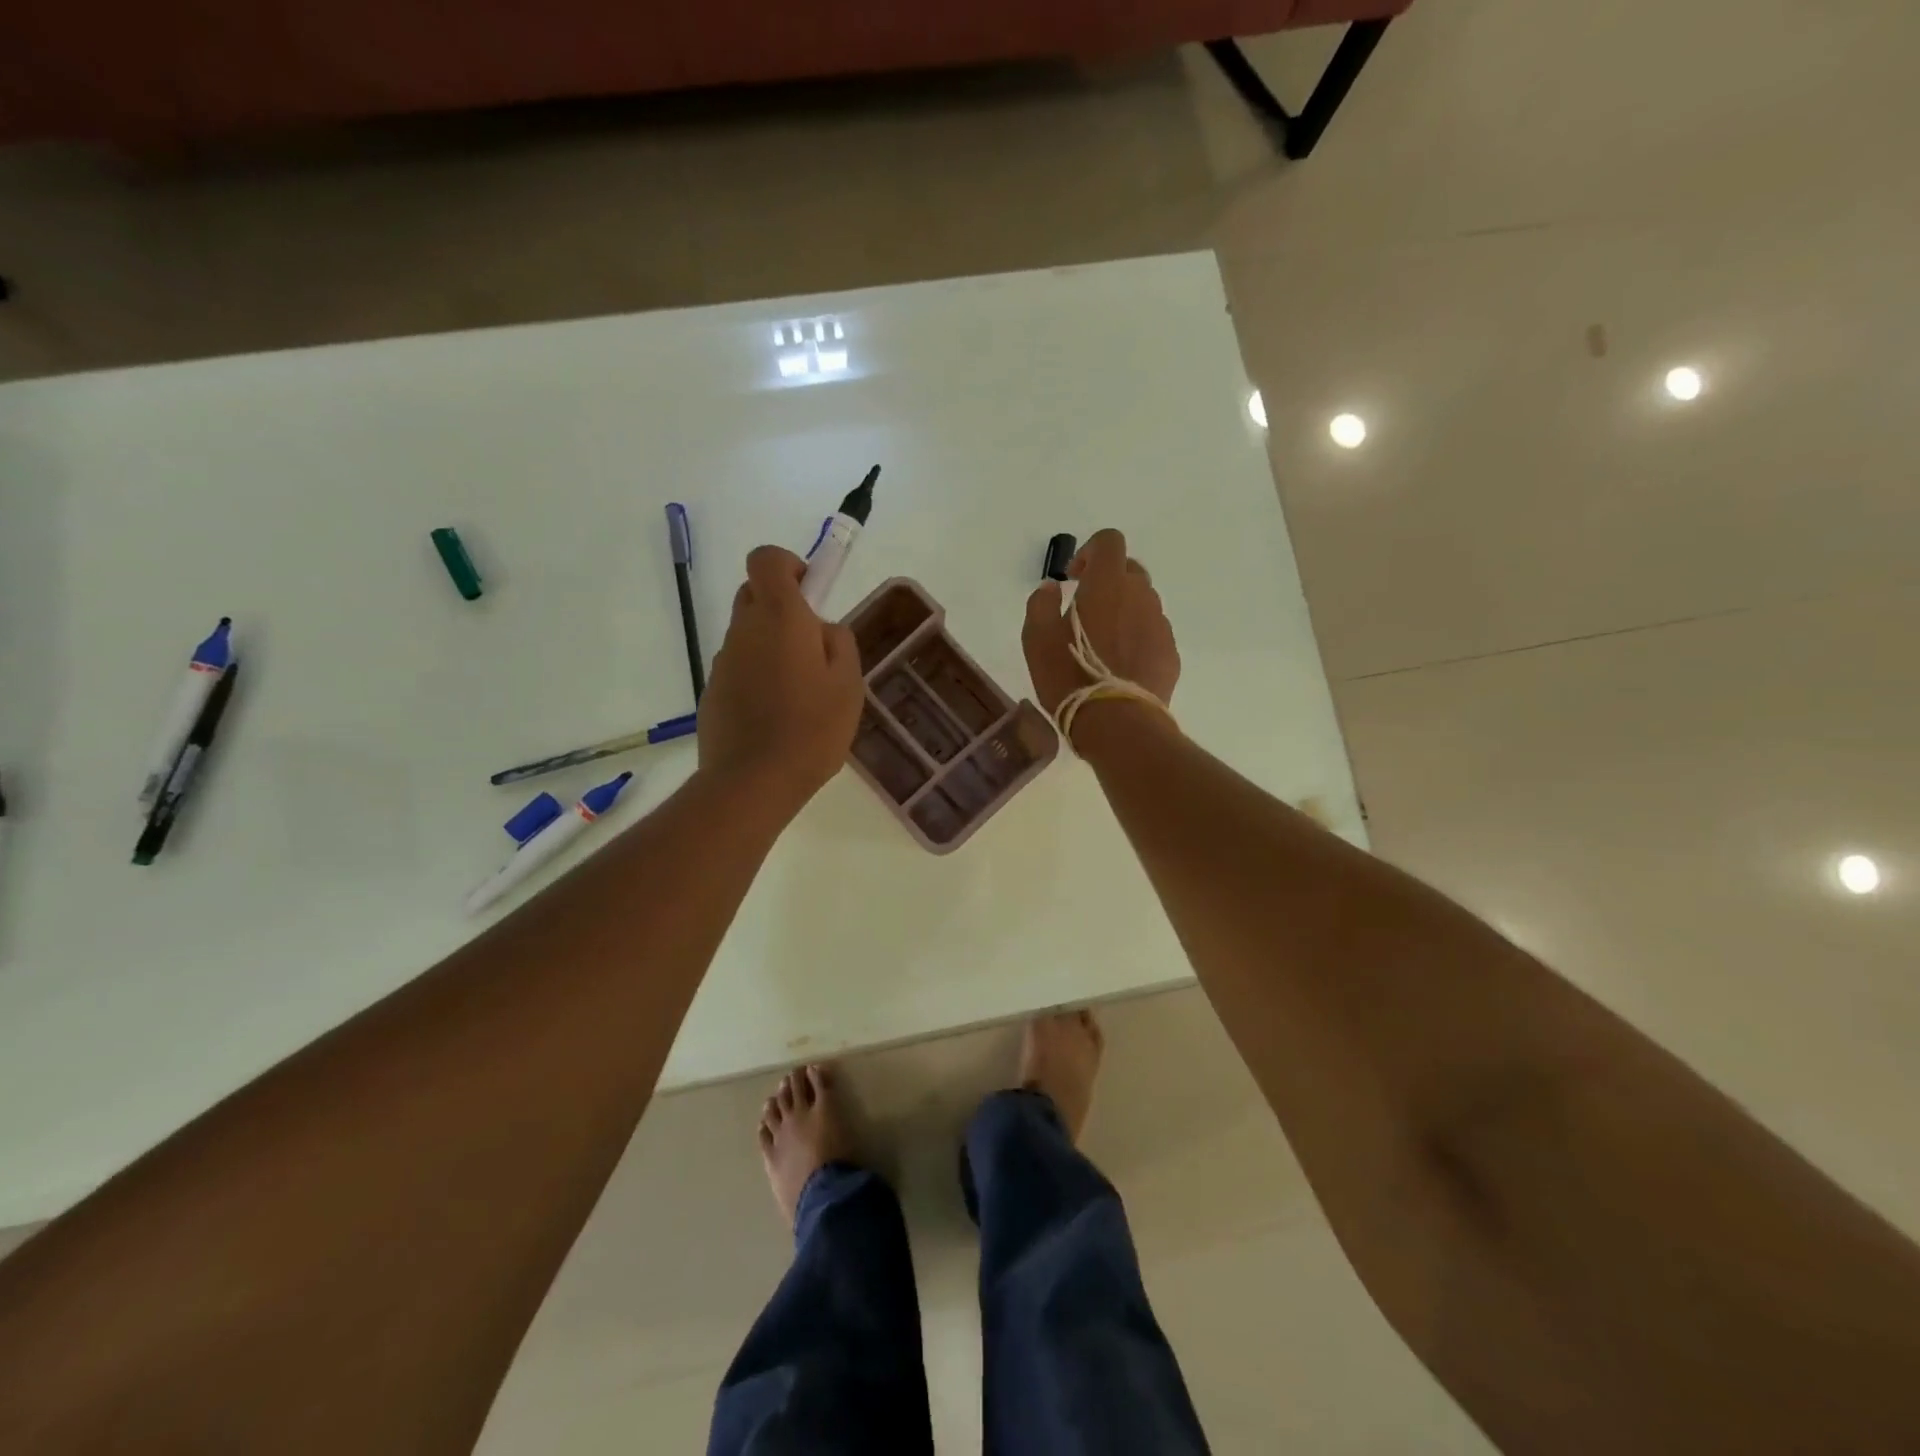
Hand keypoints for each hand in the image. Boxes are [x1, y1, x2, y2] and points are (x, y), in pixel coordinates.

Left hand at [700, 546, 864, 812]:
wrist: (753, 782)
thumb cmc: (811, 728)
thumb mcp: (848, 683)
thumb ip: (839, 643)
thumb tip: (822, 629)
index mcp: (778, 617)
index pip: (766, 559)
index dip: (789, 565)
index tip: (812, 593)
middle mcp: (743, 630)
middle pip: (754, 594)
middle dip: (782, 607)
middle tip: (813, 646)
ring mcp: (723, 662)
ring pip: (747, 635)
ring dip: (771, 646)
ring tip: (801, 692)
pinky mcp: (712, 693)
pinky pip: (739, 669)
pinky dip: (757, 678)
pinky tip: (777, 717)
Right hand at [1023, 528, 1179, 715]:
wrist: (1118, 723)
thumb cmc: (1070, 676)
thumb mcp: (1036, 640)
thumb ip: (1041, 604)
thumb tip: (1051, 588)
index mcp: (1107, 584)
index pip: (1109, 541)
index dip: (1091, 551)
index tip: (1075, 577)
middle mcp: (1140, 595)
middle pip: (1129, 570)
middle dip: (1108, 582)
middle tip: (1086, 611)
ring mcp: (1160, 624)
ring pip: (1143, 603)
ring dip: (1124, 611)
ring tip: (1103, 644)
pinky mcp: (1170, 653)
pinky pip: (1152, 633)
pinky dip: (1137, 638)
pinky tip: (1121, 665)